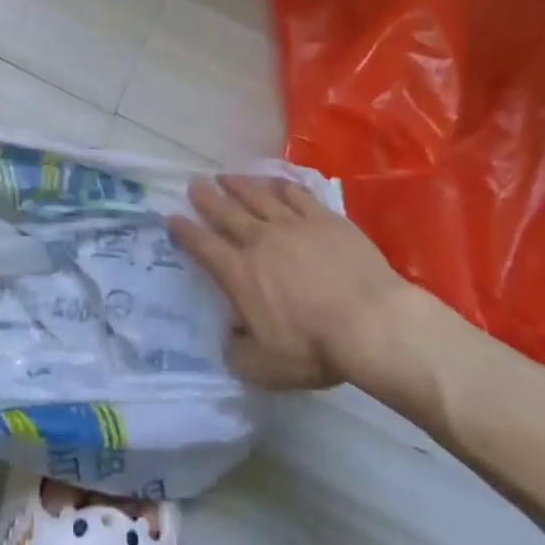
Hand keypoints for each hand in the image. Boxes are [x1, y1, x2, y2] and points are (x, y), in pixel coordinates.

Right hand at [168, 174, 418, 392]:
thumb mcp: (265, 368)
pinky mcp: (324, 219)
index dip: (184, 231)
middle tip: (195, 183)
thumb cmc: (315, 348)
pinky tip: (274, 181)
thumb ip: (238, 352)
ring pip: (257, 196)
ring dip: (238, 185)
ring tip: (226, 176)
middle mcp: (259, 240)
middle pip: (225, 212)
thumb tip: (228, 337)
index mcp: (239, 273)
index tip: (172, 218)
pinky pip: (295, 194)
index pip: (203, 246)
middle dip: (207, 197)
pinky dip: (279, 185)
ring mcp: (292, 225)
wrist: (372, 324)